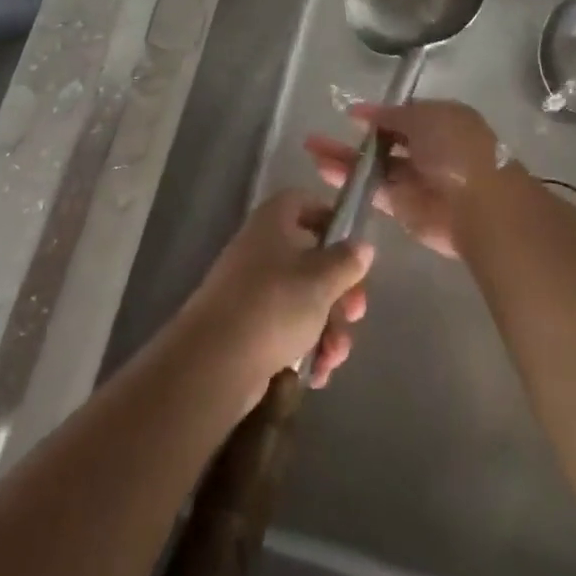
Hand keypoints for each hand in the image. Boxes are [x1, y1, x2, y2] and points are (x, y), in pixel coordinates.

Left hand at [177, 190, 373, 396]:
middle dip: (340, 291)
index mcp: (273, 223)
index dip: (330, 217)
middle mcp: (261, 250)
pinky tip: (318, 373)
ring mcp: (252, 290)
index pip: (302, 202)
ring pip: (303, 299)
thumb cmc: (274, 305)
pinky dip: (306, 347)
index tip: (353, 245)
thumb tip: (362, 246)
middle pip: (311, 258)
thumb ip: (346, 261)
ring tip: (334, 356)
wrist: (214, 363)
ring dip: (328, 327)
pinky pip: (287, 329)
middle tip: (354, 314)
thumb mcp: (321, 279)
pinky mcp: (248, 328)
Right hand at [304, 99, 512, 259]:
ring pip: (373, 166)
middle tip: (319, 133)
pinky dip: (348, 180)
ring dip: (343, 157)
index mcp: (440, 122)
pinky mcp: (402, 207)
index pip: (402, 115)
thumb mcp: (426, 117)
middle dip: (355, 137)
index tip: (349, 113)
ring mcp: (414, 179)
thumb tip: (365, 111)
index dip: (376, 113)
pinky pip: (371, 190)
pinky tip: (322, 170)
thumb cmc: (456, 150)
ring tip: (311, 148)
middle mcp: (427, 149)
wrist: (478, 205)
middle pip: (384, 141)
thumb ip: (393, 115)